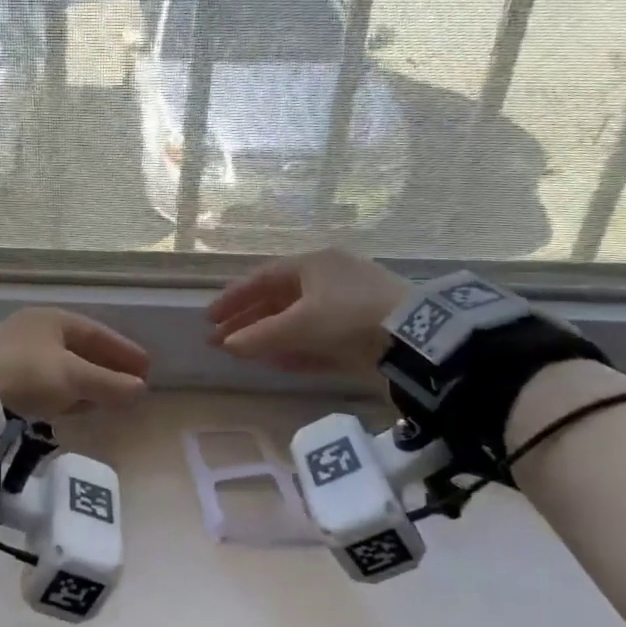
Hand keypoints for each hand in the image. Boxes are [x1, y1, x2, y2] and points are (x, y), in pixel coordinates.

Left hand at [0, 308, 149, 419]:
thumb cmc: (30, 376)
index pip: (97, 332)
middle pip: (80, 348)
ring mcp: (15, 350)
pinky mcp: (2, 374)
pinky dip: (65, 391)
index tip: (146, 370)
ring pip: (62, 366)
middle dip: (106, 368)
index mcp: (52, 318)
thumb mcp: (75, 379)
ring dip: (86, 382)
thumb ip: (110, 384)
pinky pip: (45, 380)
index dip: (124, 352)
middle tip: (129, 385)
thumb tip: (140, 389)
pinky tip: (74, 406)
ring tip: (106, 399)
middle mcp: (33, 328)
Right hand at [206, 249, 411, 372]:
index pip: (262, 279)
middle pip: (277, 300)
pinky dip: (293, 348)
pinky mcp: (358, 333)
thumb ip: (260, 336)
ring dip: (266, 337)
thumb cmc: (350, 316)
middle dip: (246, 322)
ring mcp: (345, 307)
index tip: (209, 318)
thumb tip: (227, 344)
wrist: (416, 339)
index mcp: (314, 265)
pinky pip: (315, 338)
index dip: (233, 298)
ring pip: (295, 321)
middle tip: (218, 340)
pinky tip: (275, 362)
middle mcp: (328, 280)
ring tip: (241, 353)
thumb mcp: (301, 324)